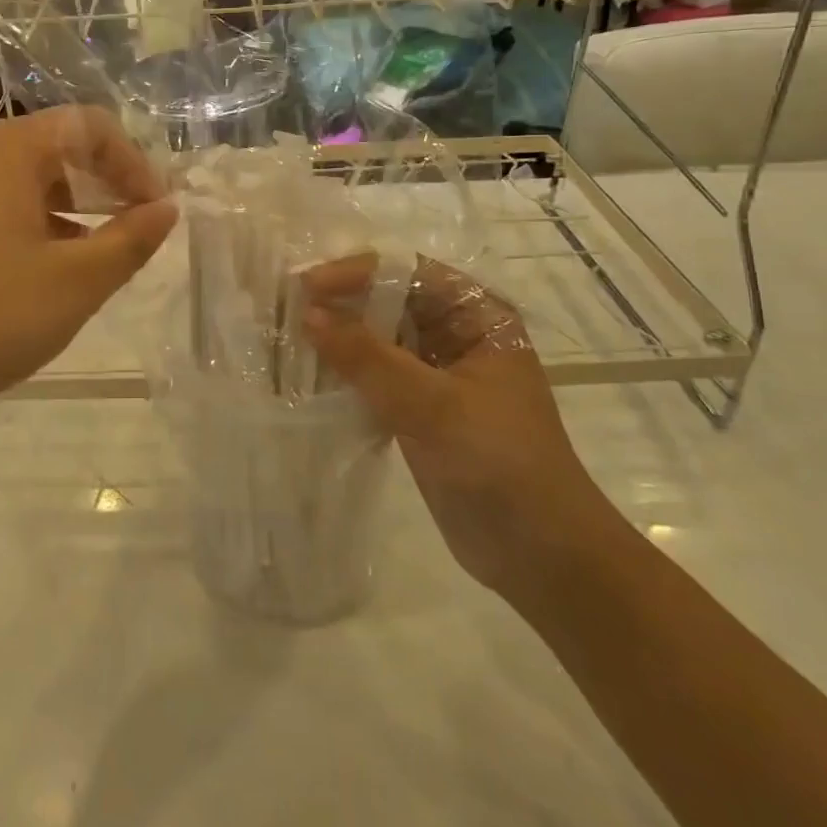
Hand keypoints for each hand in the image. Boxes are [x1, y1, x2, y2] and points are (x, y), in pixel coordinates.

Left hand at [0, 107, 176, 455]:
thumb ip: (131, 240)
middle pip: (56, 146)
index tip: (156, 211)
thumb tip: (167, 208)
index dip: (134, 163)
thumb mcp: (76, 282)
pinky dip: (35, 225)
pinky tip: (46, 272)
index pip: (89, 125)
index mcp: (8, 150)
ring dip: (72, 206)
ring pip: (25, 180)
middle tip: (134, 228)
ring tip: (97, 254)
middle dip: (104, 182)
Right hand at [302, 257, 620, 600]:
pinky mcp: (420, 406)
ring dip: (339, 335)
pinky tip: (308, 371)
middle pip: (390, 299)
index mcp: (478, 315)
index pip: (408, 272)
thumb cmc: (499, 464)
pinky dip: (345, 370)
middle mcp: (457, 332)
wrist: (541, 555)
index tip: (304, 284)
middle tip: (285, 305)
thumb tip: (308, 314)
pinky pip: (375, 373)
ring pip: (379, 336)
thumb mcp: (433, 406)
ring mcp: (437, 371)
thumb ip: (368, 358)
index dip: (355, 271)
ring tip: (287, 332)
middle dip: (341, 301)